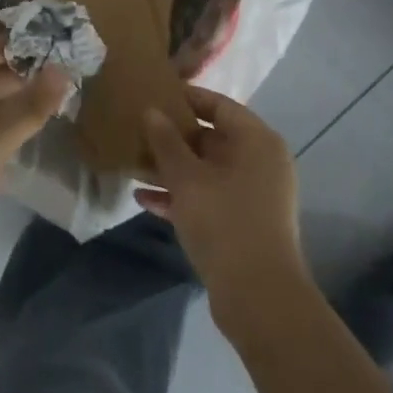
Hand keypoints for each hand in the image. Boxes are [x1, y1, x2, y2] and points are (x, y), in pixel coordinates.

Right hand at [136, 85, 306, 319]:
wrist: (258, 298)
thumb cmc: (224, 222)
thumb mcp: (187, 178)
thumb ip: (166, 141)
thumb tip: (151, 111)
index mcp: (257, 141)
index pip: (219, 105)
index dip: (186, 98)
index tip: (154, 94)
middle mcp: (260, 162)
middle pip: (212, 138)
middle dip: (173, 137)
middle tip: (137, 129)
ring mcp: (252, 195)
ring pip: (206, 170)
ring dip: (171, 168)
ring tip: (133, 163)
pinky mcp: (242, 223)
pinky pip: (208, 197)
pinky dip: (180, 196)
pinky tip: (143, 199)